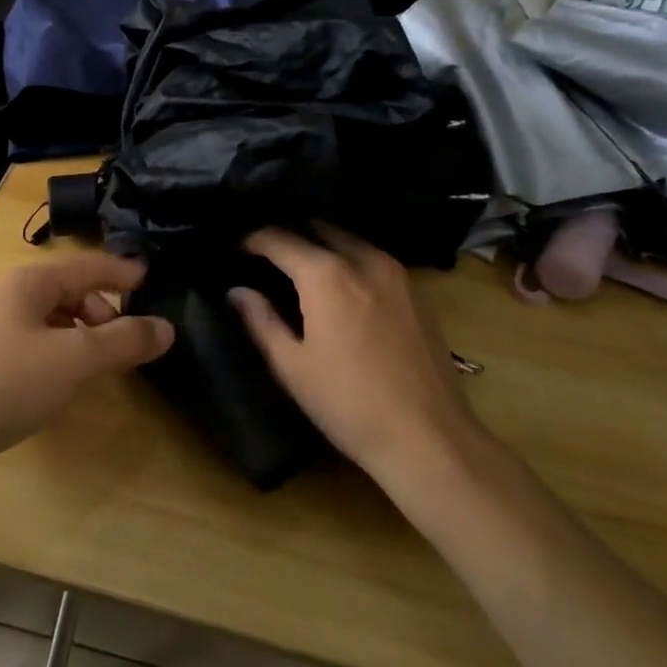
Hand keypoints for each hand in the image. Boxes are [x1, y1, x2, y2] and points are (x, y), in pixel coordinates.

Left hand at [0, 252, 173, 472]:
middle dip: (104, 313)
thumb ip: (122, 341)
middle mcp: (11, 300)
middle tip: (127, 344)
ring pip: (54, 325)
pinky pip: (37, 352)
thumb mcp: (73, 358)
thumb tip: (166, 328)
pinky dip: (61, 360)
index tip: (152, 278)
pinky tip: (65, 387)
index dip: (121, 271)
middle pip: (70, 294)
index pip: (88, 266)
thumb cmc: (5, 383)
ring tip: (102, 368)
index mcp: (30, 283)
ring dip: (83, 339)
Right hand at [230, 226, 473, 475]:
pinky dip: (350, 258)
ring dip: (323, 243)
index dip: (254, 239)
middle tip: (268, 253)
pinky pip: (374, 259)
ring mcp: (396, 274)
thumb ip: (261, 321)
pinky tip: (340, 283)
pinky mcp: (417, 292)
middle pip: (319, 229)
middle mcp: (363, 260)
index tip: (237, 247)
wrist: (429, 437)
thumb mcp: (292, 367)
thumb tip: (237, 291)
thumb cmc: (348, 404)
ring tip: (300, 264)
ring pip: (351, 240)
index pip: (280, 239)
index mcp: (326, 275)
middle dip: (291, 234)